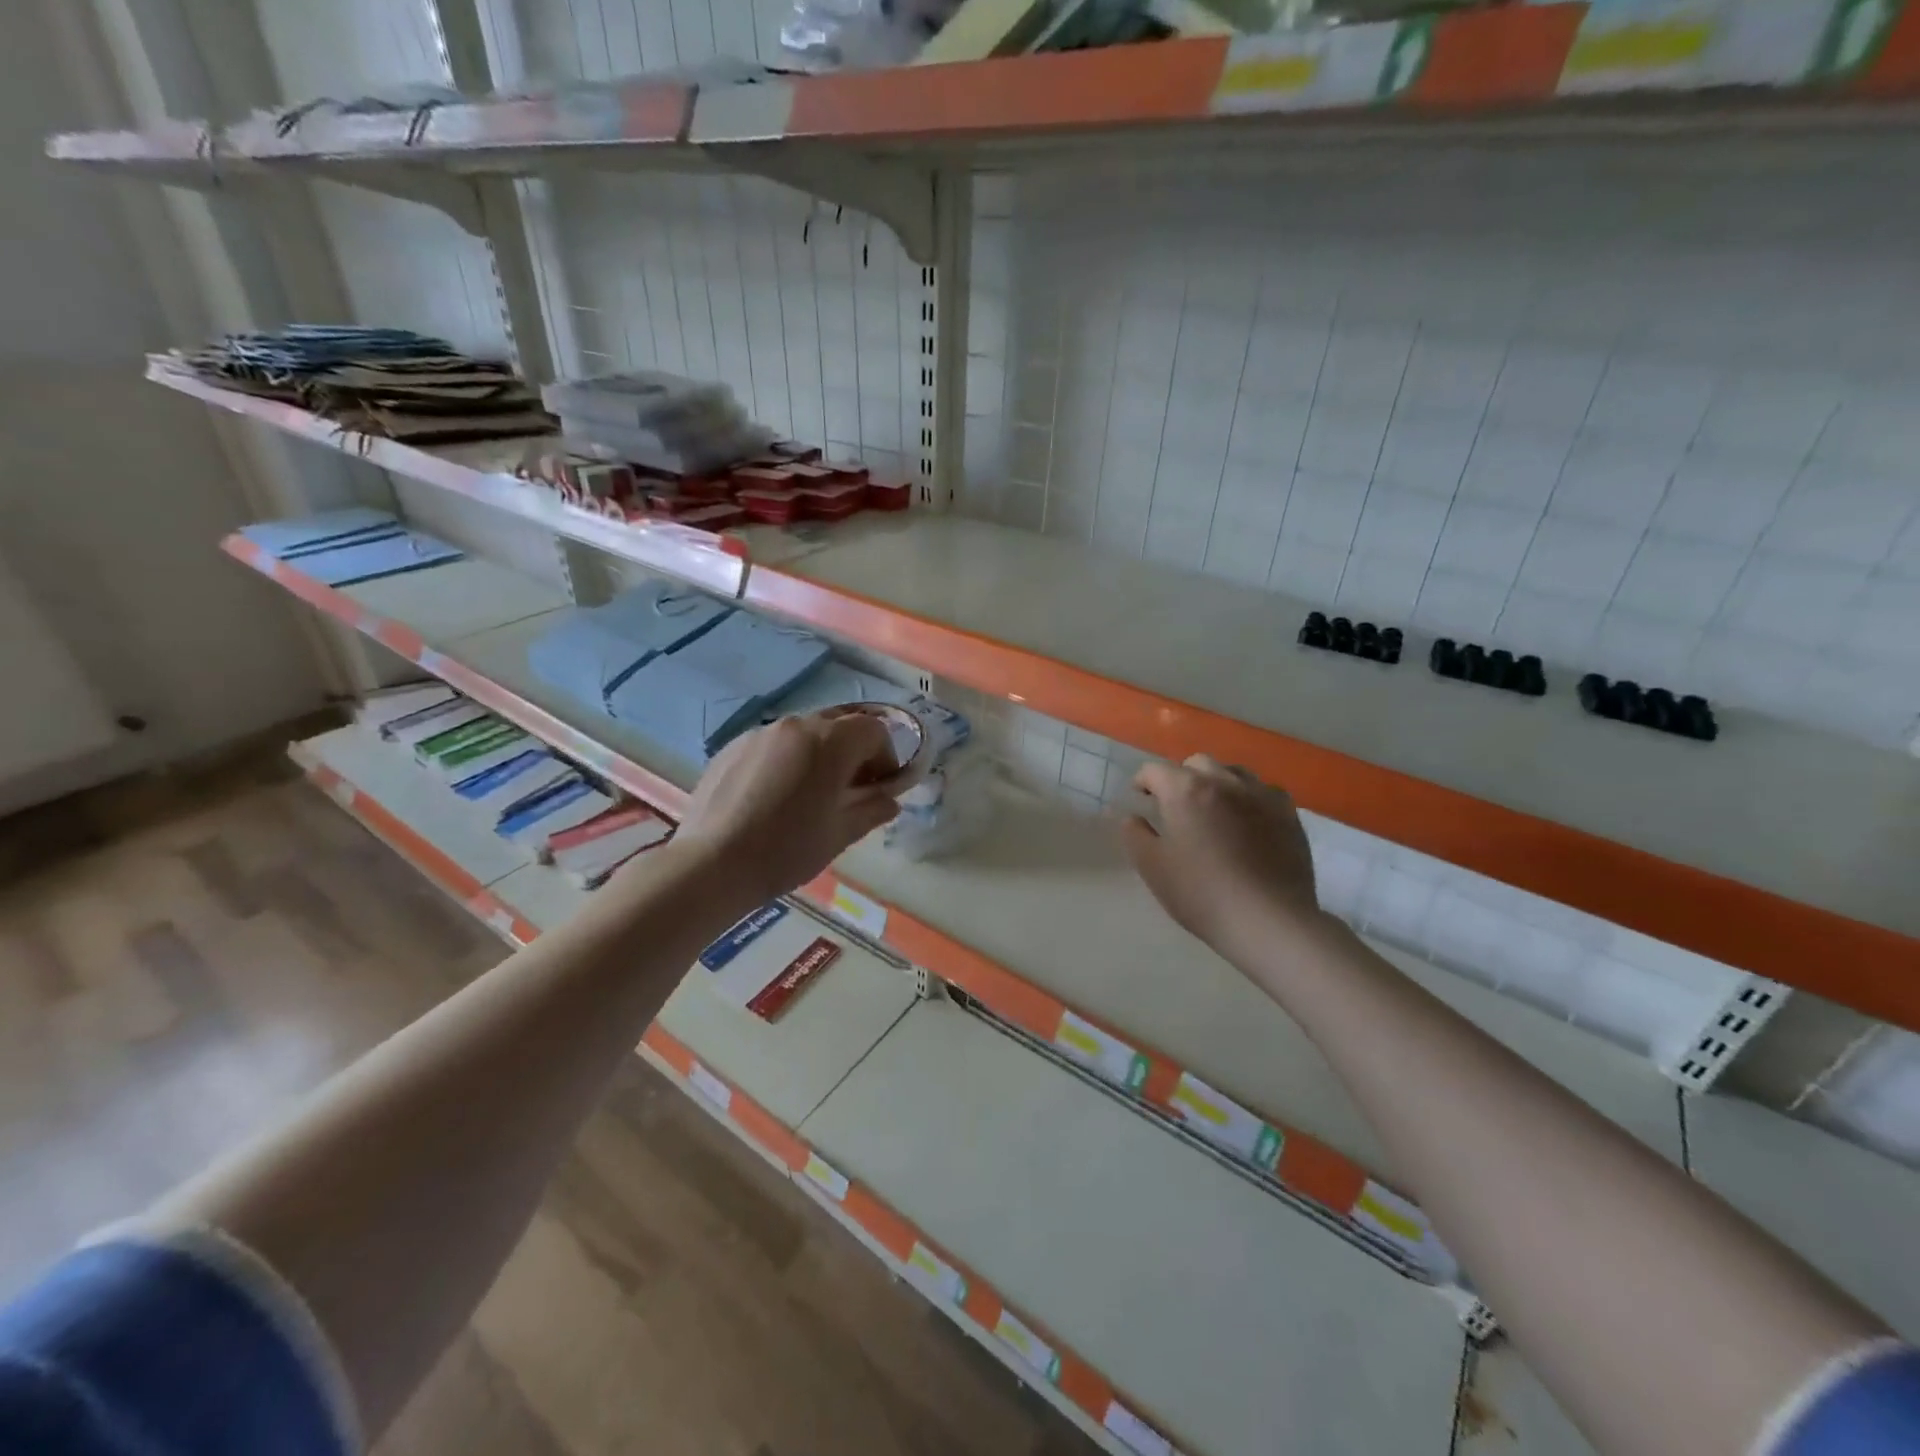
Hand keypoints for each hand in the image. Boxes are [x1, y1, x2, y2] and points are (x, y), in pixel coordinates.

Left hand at [667, 709, 901, 904]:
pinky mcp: (733, 746)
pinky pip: (773, 744)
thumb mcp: (840, 834)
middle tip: (849, 789)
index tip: (880, 787)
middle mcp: (797, 725)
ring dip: (819, 754)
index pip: (875, 730)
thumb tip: (890, 801)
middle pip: (839, 725)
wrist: (712, 864)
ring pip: (804, 733)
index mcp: (830, 742)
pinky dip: (786, 760)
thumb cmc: (787, 850)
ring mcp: (760, 733)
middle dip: (853, 751)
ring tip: (809, 793)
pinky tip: (774, 796)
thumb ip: (871, 810)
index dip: (886, 756)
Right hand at [1121, 754, 1324, 962]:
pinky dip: (1249, 799)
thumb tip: (1132, 817)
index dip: (1142, 782)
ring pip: (1232, 772)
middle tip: (1176, 807)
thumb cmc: (1201, 893)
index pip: (1155, 770)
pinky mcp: (1288, 814)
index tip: (1140, 800)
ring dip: (1216, 783)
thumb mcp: (1152, 867)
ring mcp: (1261, 794)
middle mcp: (1224, 781)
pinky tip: (1248, 822)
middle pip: (1196, 764)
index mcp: (1185, 790)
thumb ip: (1134, 834)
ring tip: (1213, 811)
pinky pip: (1263, 792)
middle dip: (1180, 778)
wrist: (1268, 921)